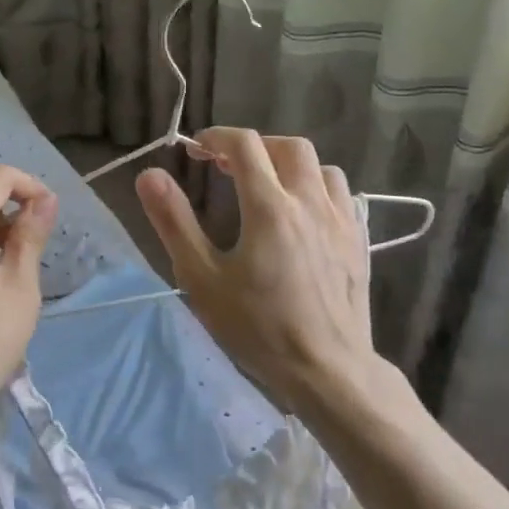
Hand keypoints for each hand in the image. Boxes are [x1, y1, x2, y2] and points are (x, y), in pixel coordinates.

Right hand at [136, 129, 377, 414]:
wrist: (328, 370)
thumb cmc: (258, 328)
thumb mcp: (202, 279)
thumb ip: (175, 222)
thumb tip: (149, 176)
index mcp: (269, 206)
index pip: (244, 145)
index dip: (216, 137)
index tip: (197, 150)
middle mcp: (309, 201)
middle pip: (287, 146)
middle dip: (254, 146)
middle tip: (227, 166)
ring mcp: (341, 219)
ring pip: (319, 166)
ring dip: (288, 164)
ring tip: (267, 185)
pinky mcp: (359, 240)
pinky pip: (341, 193)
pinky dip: (317, 185)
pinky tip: (303, 211)